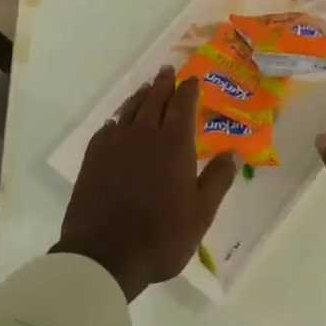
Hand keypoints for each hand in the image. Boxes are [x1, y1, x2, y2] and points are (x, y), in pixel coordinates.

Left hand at [54, 67, 238, 301]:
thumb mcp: (201, 211)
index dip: (188, 90)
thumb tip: (232, 152)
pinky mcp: (93, 159)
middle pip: (154, 100)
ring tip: (147, 88)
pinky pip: (107, 129)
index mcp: (174, 144)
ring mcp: (115, 145)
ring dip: (141, 96)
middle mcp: (144, 135)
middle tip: (168, 71)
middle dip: (163, 84)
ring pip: (130, 110)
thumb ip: (218, 179)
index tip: (192, 79)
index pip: (183, 105)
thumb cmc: (162, 235)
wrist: (105, 254)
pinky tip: (118, 123)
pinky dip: (117, 120)